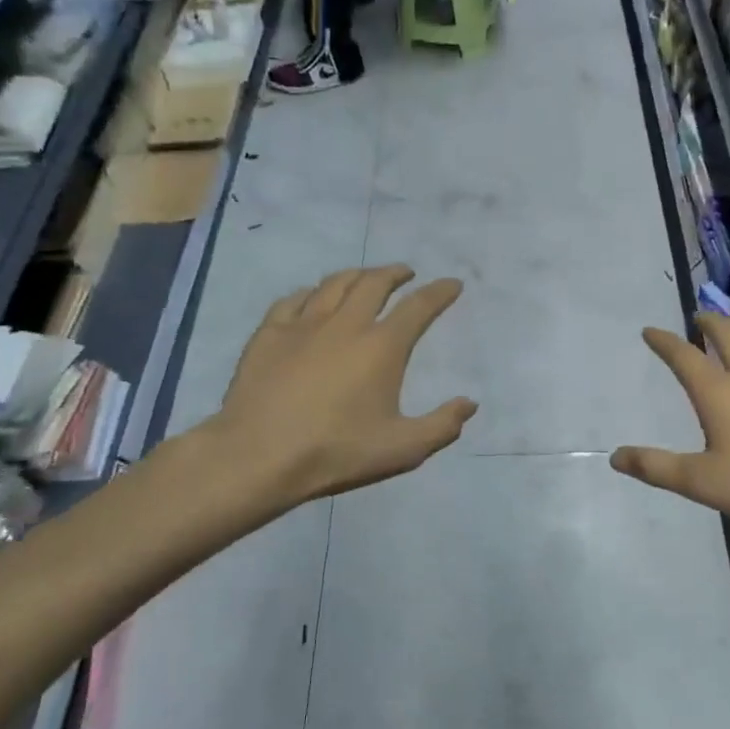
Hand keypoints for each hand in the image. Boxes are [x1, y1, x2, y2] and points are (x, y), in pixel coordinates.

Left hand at [210, 266, 476, 508]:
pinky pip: (294, 299)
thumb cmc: (337, 451)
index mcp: (382, 346)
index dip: (440, 292)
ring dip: (356, 275)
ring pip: (334, 283)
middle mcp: (345, 324)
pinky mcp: (269, 333)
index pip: (419, 307)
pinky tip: (312, 297)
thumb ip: (442, 425)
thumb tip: (469, 404)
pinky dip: (311, 292)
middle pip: (374, 283)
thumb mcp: (403, 449)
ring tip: (365, 277)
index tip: (452, 283)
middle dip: (395, 273)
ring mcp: (303, 324)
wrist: (259, 455)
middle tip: (406, 273)